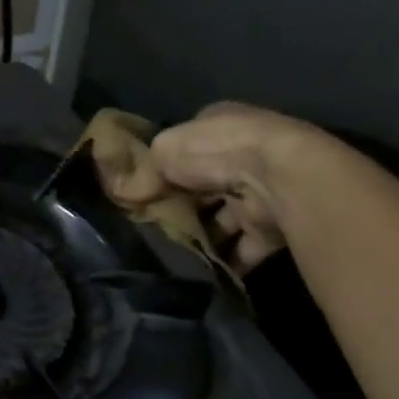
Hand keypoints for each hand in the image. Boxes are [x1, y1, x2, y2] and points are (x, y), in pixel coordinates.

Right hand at [97, 103, 309, 274]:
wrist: (279, 179)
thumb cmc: (216, 151)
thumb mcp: (164, 153)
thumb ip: (142, 173)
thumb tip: (119, 193)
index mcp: (221, 126)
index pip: (188, 147)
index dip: (164, 168)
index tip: (143, 192)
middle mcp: (243, 155)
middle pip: (204, 186)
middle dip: (183, 206)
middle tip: (153, 227)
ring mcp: (261, 191)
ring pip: (224, 218)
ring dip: (204, 236)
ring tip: (173, 255)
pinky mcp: (273, 226)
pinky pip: (244, 247)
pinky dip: (226, 260)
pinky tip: (202, 272)